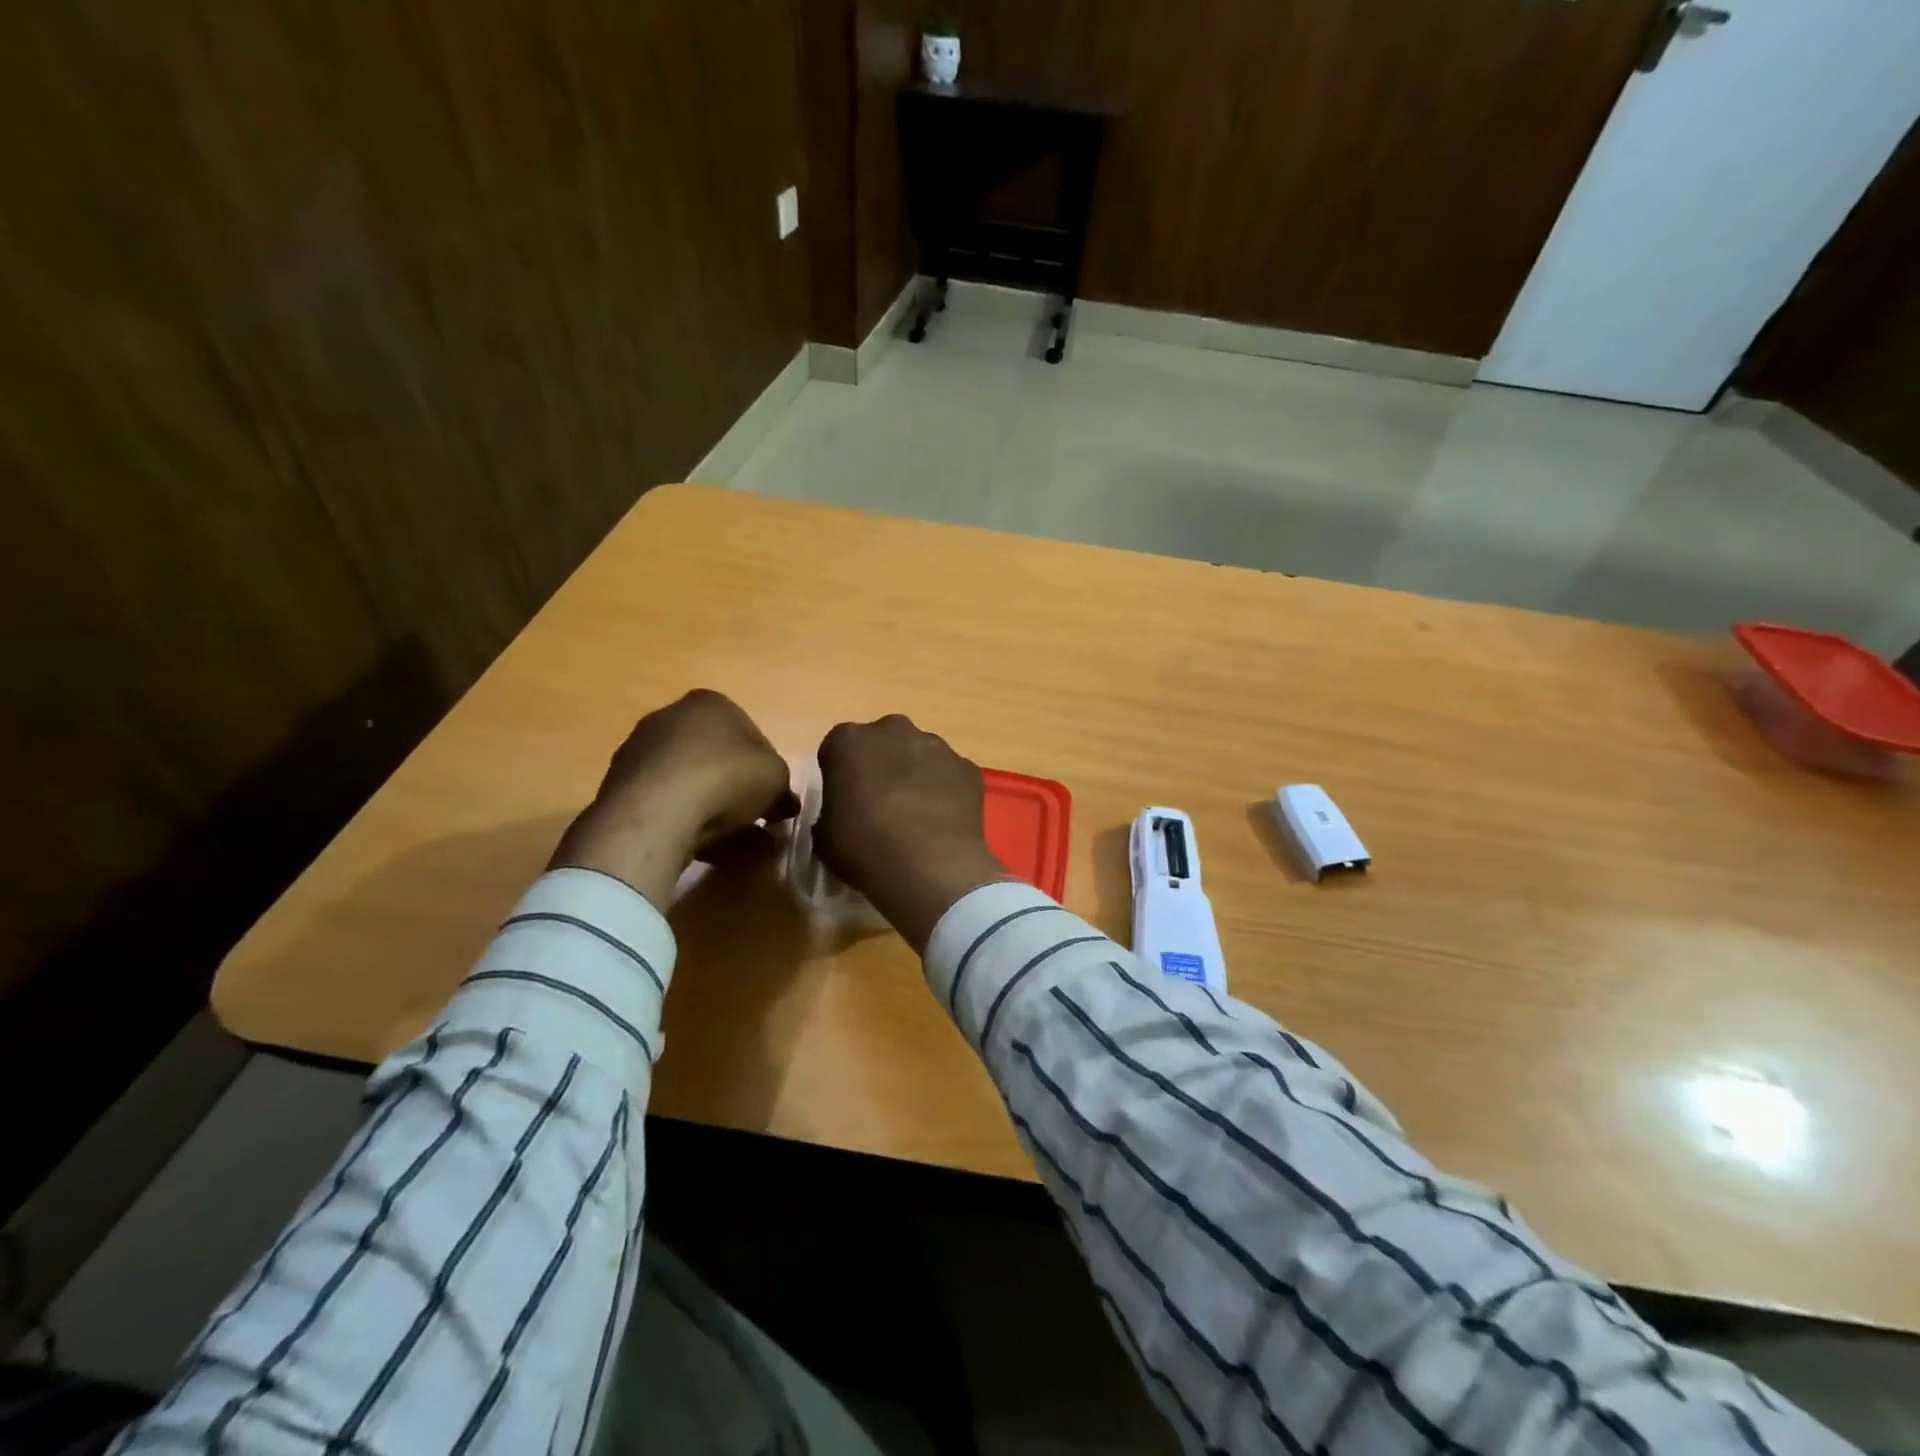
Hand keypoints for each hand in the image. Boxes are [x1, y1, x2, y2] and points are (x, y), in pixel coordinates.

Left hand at [552, 690, 796, 910]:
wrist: (656, 811)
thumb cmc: (726, 777)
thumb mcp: (776, 778)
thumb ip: (782, 786)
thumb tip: (783, 803)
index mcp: (710, 703)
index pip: (749, 733)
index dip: (766, 768)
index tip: (774, 796)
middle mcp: (671, 716)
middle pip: (716, 755)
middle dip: (736, 787)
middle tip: (754, 818)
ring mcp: (640, 750)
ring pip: (689, 781)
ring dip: (710, 807)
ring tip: (730, 842)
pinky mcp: (619, 785)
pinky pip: (664, 802)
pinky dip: (682, 819)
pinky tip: (699, 845)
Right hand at [812, 715, 1011, 952]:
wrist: (930, 867)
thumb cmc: (866, 848)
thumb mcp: (824, 835)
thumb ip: (832, 809)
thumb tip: (847, 810)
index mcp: (849, 741)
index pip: (838, 750)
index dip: (841, 775)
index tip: (846, 801)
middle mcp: (893, 730)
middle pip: (882, 743)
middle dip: (881, 765)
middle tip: (881, 804)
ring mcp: (935, 745)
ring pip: (919, 754)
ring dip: (915, 775)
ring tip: (916, 816)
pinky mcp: (967, 766)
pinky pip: (949, 774)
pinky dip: (945, 790)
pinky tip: (943, 821)